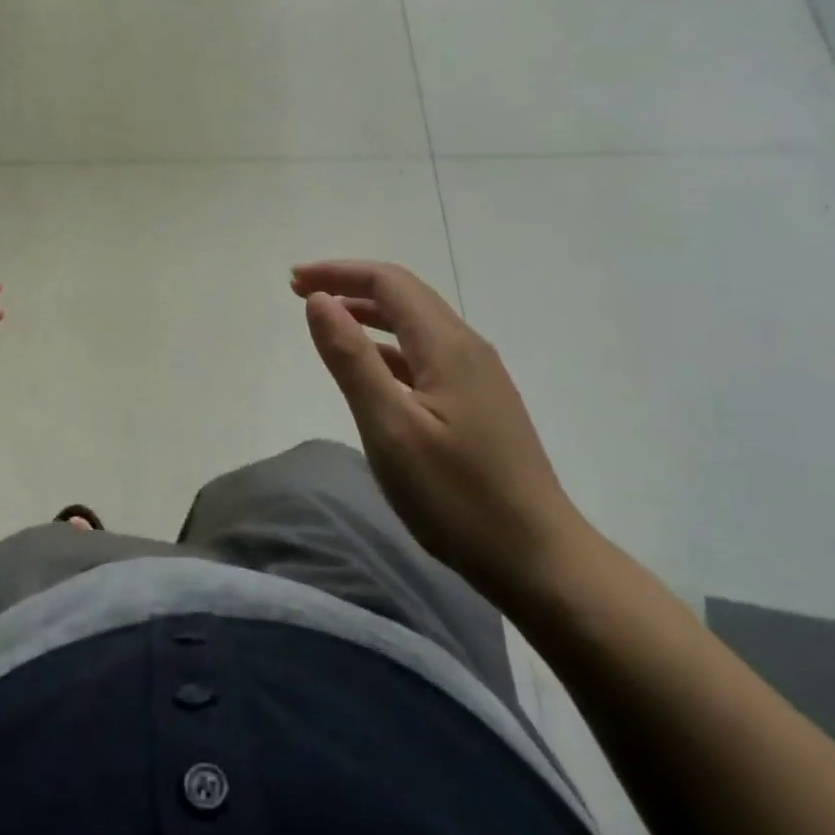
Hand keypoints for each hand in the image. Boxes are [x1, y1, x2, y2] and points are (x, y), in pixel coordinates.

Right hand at [292, 260, 591, 606]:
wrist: (541, 562)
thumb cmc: (458, 497)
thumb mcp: (390, 428)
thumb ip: (351, 359)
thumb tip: (319, 300)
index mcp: (447, 345)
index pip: (387, 282)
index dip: (337, 272)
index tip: (293, 281)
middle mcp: (466, 347)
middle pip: (403, 294)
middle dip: (349, 284)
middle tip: (300, 292)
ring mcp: (477, 375)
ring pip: (415, 322)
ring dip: (367, 311)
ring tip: (326, 320)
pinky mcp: (479, 401)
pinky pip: (425, 352)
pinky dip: (387, 343)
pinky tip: (369, 366)